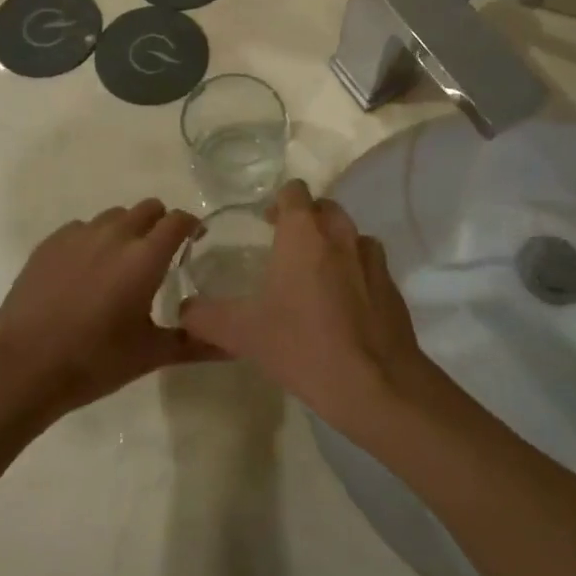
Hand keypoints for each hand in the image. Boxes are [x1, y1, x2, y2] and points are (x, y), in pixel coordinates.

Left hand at [0, 200, 217, 422]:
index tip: (195, 242)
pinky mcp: (50, 243)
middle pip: (148, 208)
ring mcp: (78, 235)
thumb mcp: (150, 355)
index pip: (178, 220)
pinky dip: (92, 240)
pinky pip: (81, 228)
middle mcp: (115, 235)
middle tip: (158, 256)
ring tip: (120, 264)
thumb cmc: (94, 361)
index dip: (191, 226)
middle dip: (160, 224)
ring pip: (114, 216)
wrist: (22, 366)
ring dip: (126, 230)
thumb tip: (234, 346)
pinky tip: (85, 272)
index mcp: (145, 257)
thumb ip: (195, 343)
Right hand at [179, 181, 429, 430]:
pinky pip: (370, 266)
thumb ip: (206, 317)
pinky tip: (344, 306)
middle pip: (325, 208)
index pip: (294, 192)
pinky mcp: (391, 287)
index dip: (279, 201)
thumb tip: (183, 311)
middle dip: (307, 220)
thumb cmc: (303, 345)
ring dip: (334, 245)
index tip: (266, 222)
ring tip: (317, 276)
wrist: (375, 383)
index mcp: (304, 234)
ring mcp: (372, 260)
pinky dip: (356, 274)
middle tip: (287, 248)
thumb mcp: (243, 334)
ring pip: (351, 236)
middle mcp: (341, 235)